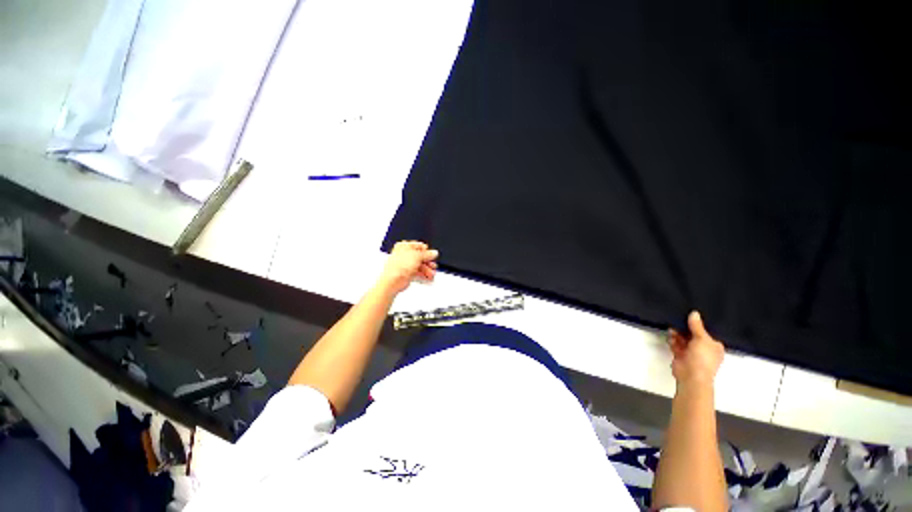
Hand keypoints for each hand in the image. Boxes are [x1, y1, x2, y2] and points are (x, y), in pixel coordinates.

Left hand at [376, 241, 438, 294]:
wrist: (393, 280)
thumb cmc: (399, 265)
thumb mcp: (418, 256)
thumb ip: (427, 254)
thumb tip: (434, 253)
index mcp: (404, 246)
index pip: (418, 246)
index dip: (426, 251)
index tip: (432, 256)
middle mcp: (403, 254)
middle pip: (419, 257)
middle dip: (428, 262)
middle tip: (433, 266)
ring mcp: (404, 264)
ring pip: (419, 265)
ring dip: (427, 270)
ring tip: (432, 274)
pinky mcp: (405, 274)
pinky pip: (416, 273)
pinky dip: (423, 275)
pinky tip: (428, 278)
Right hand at [668, 311, 724, 387]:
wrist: (691, 376)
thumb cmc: (703, 358)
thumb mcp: (702, 339)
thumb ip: (697, 326)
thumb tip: (694, 313)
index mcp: (714, 346)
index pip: (707, 332)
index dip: (699, 324)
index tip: (690, 315)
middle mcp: (704, 349)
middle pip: (693, 335)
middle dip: (686, 328)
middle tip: (678, 319)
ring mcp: (691, 353)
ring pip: (683, 339)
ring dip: (678, 334)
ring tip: (672, 327)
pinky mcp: (680, 355)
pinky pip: (676, 345)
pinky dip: (673, 340)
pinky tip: (670, 336)